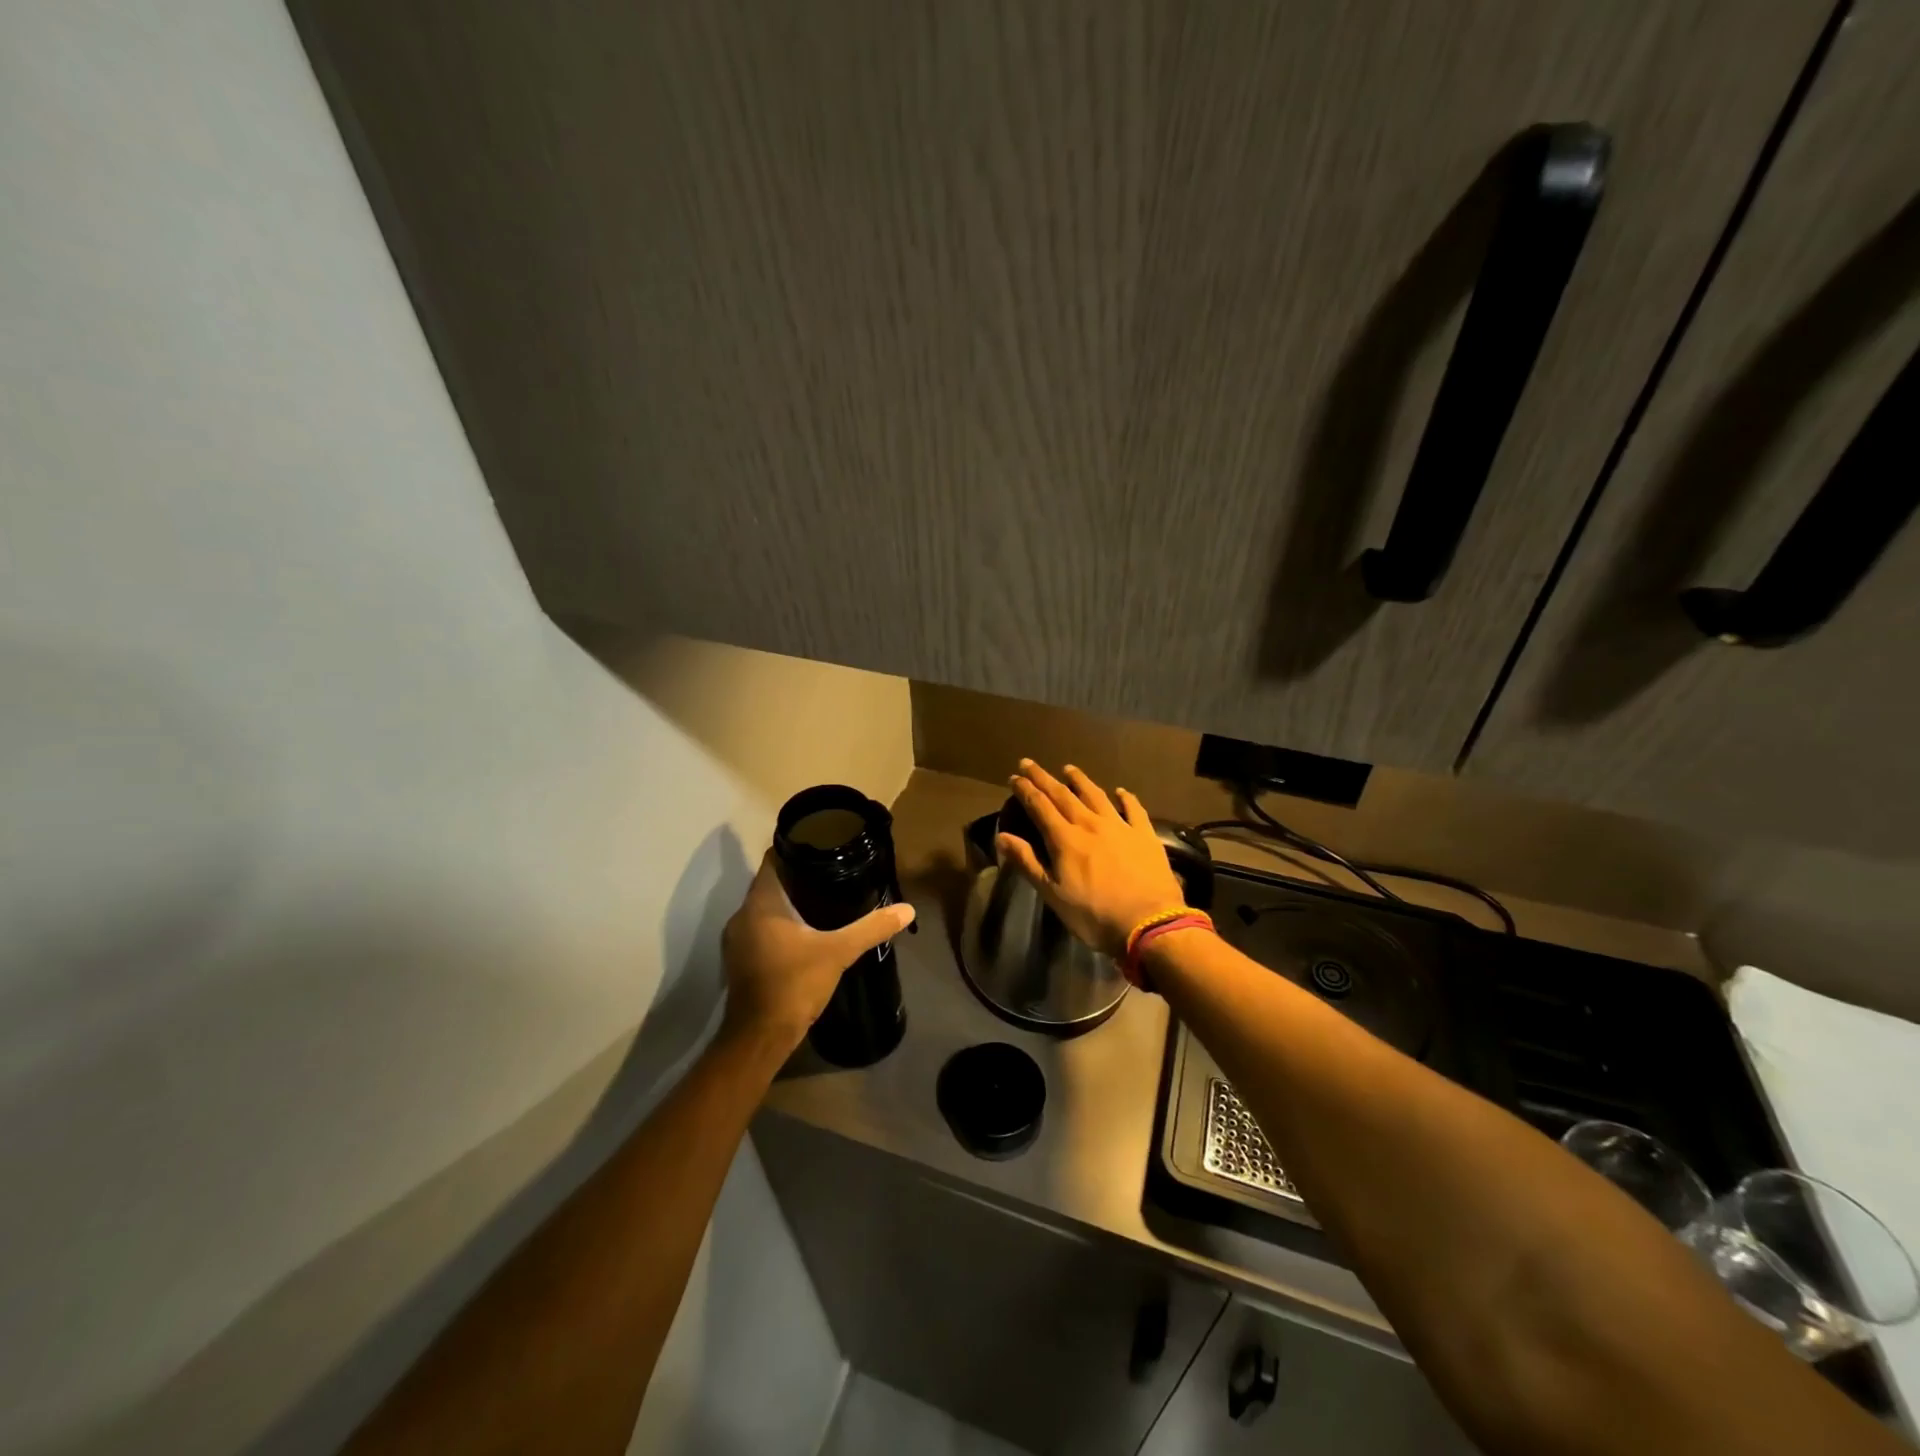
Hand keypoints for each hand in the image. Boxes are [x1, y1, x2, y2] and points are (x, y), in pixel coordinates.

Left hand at [720, 852, 914, 1056]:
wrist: (760, 1037)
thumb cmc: (794, 984)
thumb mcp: (839, 952)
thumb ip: (871, 927)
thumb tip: (907, 909)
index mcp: (761, 903)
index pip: (773, 859)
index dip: (795, 848)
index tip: (822, 844)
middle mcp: (743, 915)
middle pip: (770, 883)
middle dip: (798, 877)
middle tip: (831, 872)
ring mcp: (737, 940)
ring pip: (765, 908)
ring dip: (788, 904)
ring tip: (822, 900)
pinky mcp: (740, 960)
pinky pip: (761, 930)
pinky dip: (780, 925)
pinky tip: (805, 933)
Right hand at [998, 760, 1188, 960]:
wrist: (1148, 922)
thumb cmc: (1094, 915)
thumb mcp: (1053, 894)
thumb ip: (1028, 862)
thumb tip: (1002, 836)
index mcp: (1065, 839)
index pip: (1040, 806)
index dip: (1025, 790)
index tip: (1015, 777)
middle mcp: (1090, 824)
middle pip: (1063, 795)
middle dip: (1044, 778)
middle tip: (1030, 763)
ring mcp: (1120, 826)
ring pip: (1096, 795)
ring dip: (1080, 780)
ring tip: (1069, 769)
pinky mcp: (1144, 835)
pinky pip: (1133, 809)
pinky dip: (1126, 798)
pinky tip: (1121, 791)